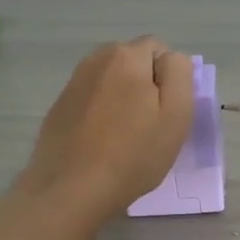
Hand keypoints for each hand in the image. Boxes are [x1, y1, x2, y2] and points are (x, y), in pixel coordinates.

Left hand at [24, 38, 194, 217]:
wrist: (71, 189)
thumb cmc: (133, 154)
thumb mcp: (175, 114)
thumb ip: (179, 74)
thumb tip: (171, 59)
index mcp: (126, 56)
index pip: (160, 49)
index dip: (170, 79)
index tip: (167, 112)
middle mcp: (96, 60)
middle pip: (133, 61)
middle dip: (145, 84)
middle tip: (150, 125)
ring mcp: (73, 83)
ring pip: (111, 80)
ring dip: (122, 97)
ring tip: (125, 135)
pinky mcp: (59, 107)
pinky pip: (91, 99)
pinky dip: (101, 112)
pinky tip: (101, 142)